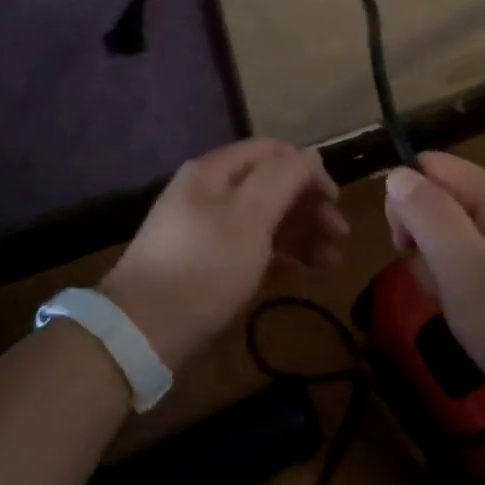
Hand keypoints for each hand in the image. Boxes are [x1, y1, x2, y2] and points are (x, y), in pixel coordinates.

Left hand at [101, 140, 347, 370]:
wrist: (143, 331)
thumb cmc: (204, 267)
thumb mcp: (249, 217)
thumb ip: (283, 179)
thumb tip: (310, 156)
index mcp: (215, 172)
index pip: (273, 152)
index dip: (308, 170)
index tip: (336, 200)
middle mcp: (211, 193)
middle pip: (271, 186)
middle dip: (310, 207)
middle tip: (341, 237)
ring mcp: (208, 229)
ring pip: (266, 219)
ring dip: (302, 234)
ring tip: (331, 263)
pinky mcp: (208, 263)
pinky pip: (253, 247)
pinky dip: (281, 255)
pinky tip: (302, 273)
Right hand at [383, 152, 484, 410]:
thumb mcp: (462, 267)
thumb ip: (427, 214)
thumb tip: (397, 174)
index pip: (428, 166)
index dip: (405, 202)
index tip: (406, 249)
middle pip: (443, 200)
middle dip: (424, 240)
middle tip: (439, 286)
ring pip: (459, 235)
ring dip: (444, 268)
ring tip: (460, 308)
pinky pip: (483, 260)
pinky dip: (469, 285)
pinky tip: (480, 317)